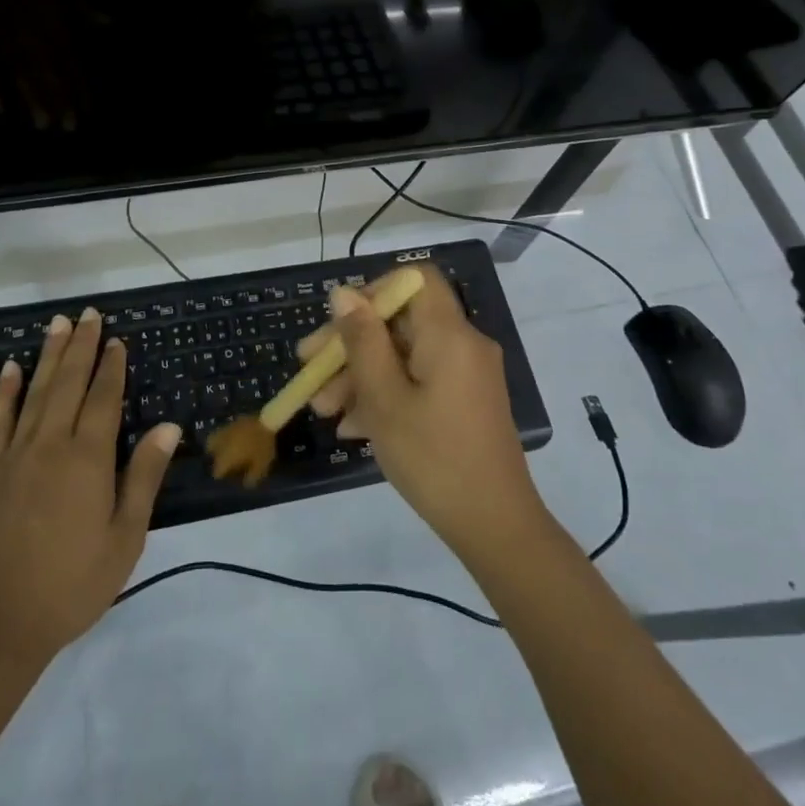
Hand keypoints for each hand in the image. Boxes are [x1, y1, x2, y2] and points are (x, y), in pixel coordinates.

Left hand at [0, 308, 179, 663]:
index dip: (111, 368)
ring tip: (57, 324)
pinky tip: (9, 368)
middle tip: (88, 314)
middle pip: (68, 383)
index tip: (116, 339)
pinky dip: (5, 391)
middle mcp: (50, 444)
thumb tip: (167, 426)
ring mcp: (14, 455)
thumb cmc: (71, 584)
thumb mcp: (124, 538)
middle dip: (80, 347)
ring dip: (48, 356)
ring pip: (35, 392)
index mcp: (87, 459)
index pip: (103, 399)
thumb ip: (143, 476)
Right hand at [300, 269, 547, 555]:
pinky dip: (386, 394)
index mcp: (449, 334)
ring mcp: (466, 375)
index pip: (414, 279)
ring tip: (323, 409)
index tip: (340, 323)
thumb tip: (344, 293)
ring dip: (361, 376)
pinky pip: (419, 381)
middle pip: (401, 322)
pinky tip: (352, 427)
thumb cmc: (433, 457)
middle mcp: (462, 344)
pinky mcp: (464, 402)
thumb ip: (362, 340)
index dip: (373, 291)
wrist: (495, 526)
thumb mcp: (384, 398)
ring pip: (404, 356)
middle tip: (309, 369)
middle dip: (352, 344)